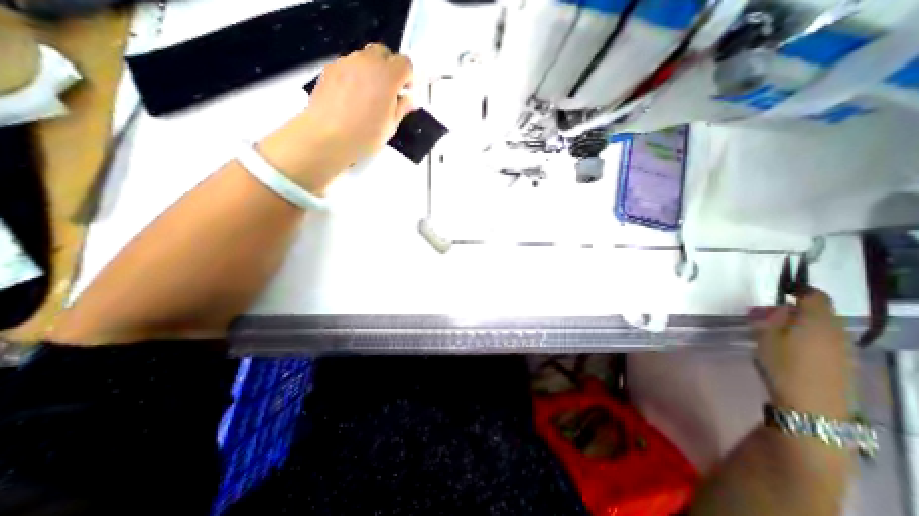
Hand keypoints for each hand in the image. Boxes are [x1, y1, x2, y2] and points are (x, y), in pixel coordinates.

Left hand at [258, 43, 416, 193]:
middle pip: (384, 53)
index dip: (408, 77)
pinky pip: (349, 66)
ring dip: (372, 72)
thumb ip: (402, 108)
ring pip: (365, 58)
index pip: (405, 63)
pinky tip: (354, 98)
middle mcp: (366, 63)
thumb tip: (409, 100)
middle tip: (390, 92)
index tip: (406, 91)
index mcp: (387, 77)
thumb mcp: (390, 126)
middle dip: (390, 69)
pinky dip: (356, 76)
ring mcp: (346, 64)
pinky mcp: (330, 69)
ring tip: (370, 97)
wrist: (327, 138)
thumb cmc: (363, 136)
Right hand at [753, 290, 854, 418]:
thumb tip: (781, 309)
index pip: (815, 295)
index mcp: (817, 320)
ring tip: (773, 331)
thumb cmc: (783, 364)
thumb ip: (772, 318)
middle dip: (793, 310)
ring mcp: (843, 348)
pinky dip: (806, 337)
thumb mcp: (765, 336)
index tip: (781, 291)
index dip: (799, 290)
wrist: (812, 405)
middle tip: (766, 315)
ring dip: (799, 324)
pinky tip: (789, 347)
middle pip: (818, 311)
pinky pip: (824, 340)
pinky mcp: (842, 362)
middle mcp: (836, 330)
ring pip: (821, 326)